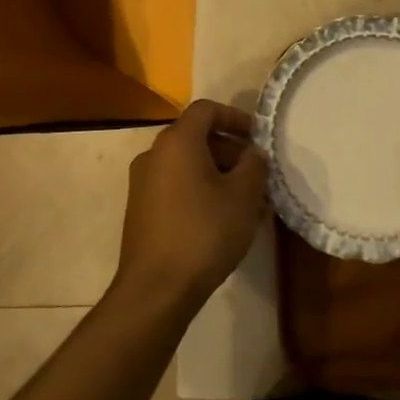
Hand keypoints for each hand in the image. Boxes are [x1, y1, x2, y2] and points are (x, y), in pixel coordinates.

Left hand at [114, 100, 269, 313]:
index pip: (207, 109)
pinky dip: (200, 191)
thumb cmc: (204, 232)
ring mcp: (142, 184)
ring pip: (187, 165)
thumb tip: (252, 154)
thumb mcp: (244, 195)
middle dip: (231, 151)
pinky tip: (221, 220)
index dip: (236, 117)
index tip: (258, 138)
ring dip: (218, 174)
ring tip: (246, 203)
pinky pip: (175, 186)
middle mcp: (154, 155)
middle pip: (197, 137)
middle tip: (257, 176)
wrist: (156, 290)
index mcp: (177, 141)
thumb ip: (254, 164)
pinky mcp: (140, 210)